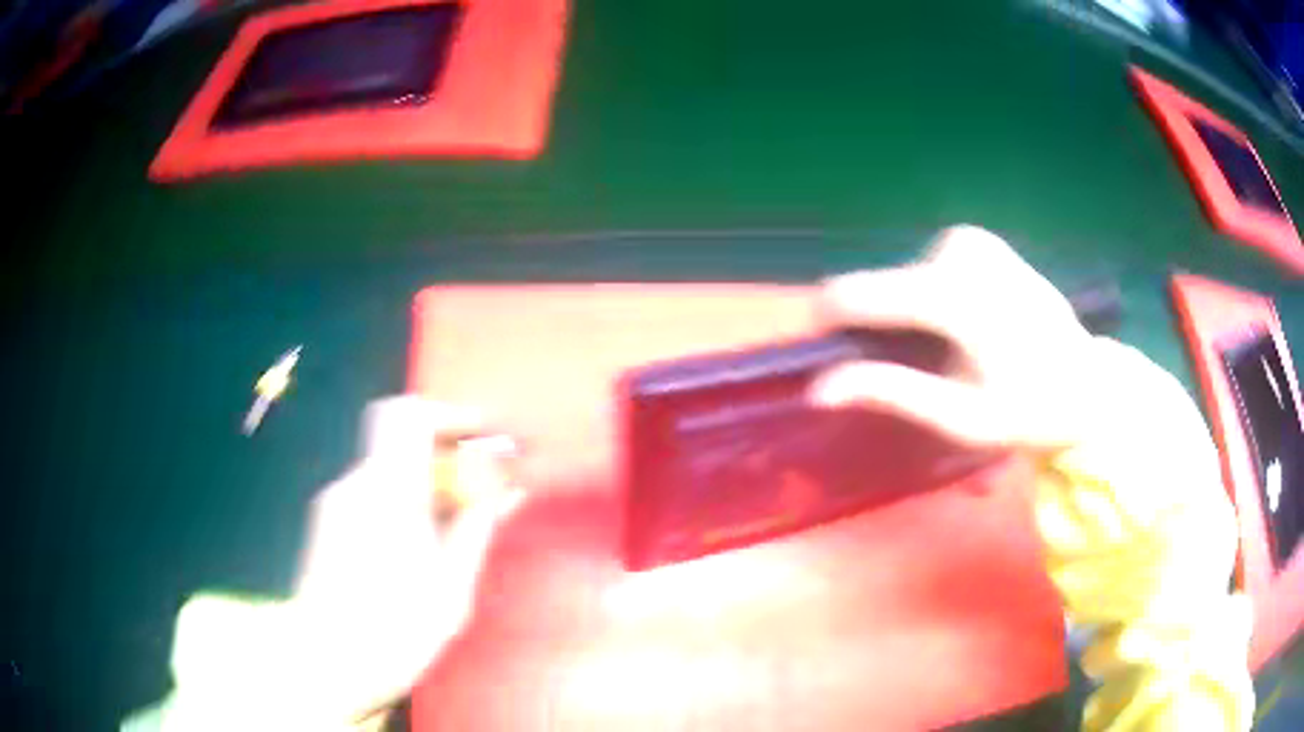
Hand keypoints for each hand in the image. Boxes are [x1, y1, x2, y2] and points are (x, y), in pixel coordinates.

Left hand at [161, 396, 521, 730]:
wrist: (326, 666)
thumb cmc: (394, 634)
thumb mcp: (451, 589)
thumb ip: (476, 530)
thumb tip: (507, 490)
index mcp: (387, 494)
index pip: (410, 415)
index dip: (452, 415)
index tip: (487, 438)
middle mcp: (356, 486)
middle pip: (403, 439)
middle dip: (450, 453)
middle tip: (486, 487)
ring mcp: (338, 503)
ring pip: (391, 468)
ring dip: (431, 482)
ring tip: (464, 523)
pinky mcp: (330, 523)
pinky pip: (376, 492)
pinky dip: (408, 500)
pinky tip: (427, 543)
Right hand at [810, 224, 1098, 448]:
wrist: (1088, 382)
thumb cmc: (1029, 411)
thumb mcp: (961, 418)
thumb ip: (891, 393)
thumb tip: (818, 388)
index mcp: (956, 295)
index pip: (861, 294)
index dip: (829, 321)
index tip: (815, 351)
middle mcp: (959, 251)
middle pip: (884, 288)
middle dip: (882, 330)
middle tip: (916, 375)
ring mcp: (971, 239)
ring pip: (904, 279)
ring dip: (909, 318)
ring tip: (944, 354)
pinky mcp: (980, 239)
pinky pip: (927, 269)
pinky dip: (929, 299)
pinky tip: (961, 326)